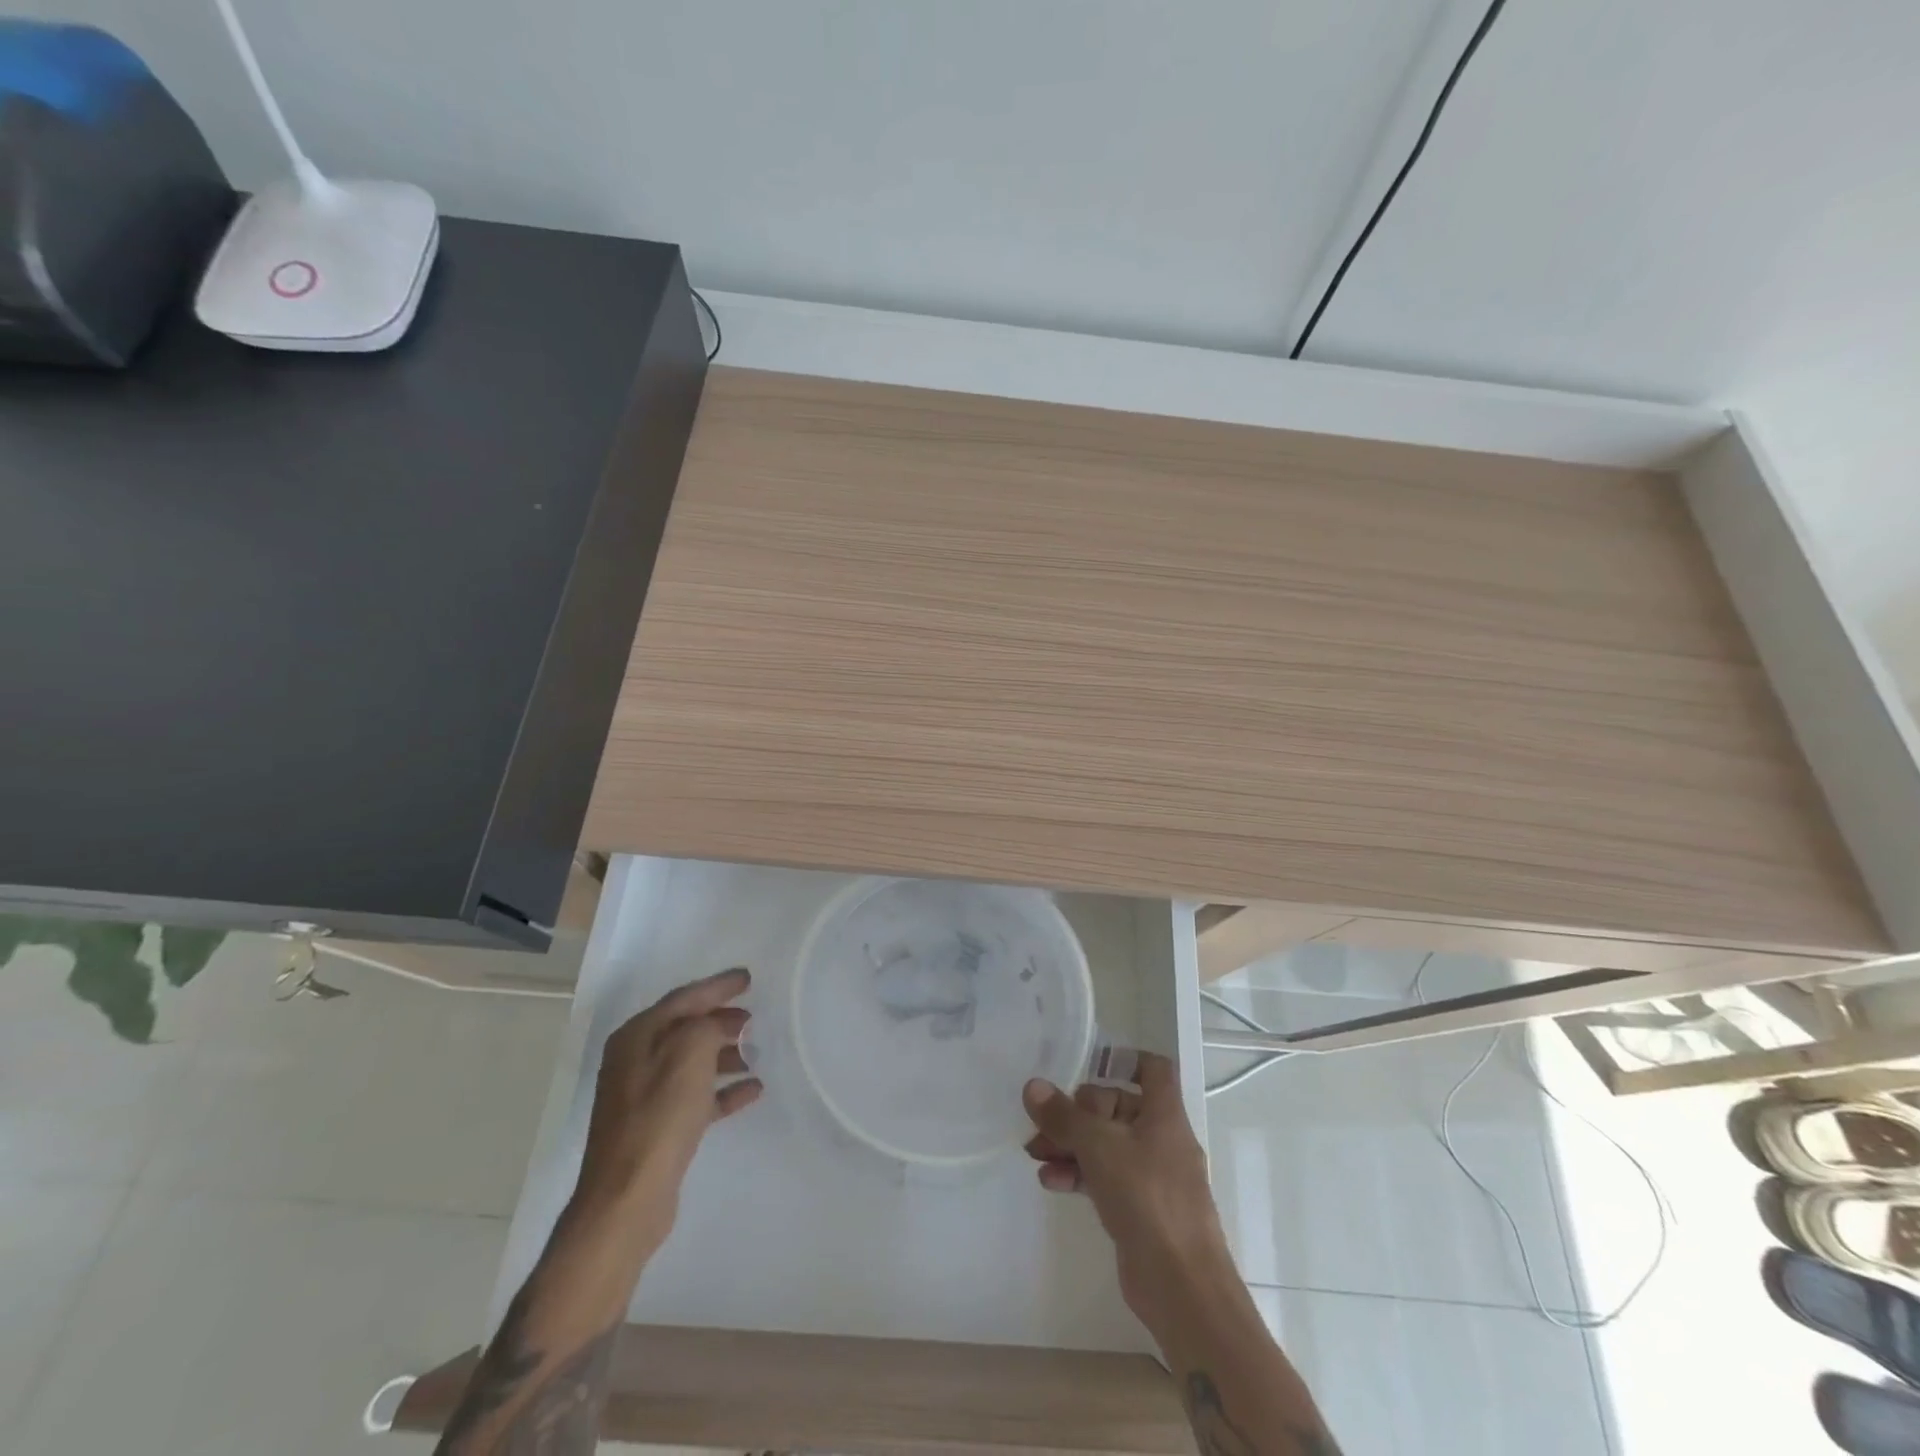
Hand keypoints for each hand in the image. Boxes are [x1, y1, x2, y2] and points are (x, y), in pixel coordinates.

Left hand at [572, 967, 761, 1254]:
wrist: (628, 1197)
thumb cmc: (659, 1116)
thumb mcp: (689, 1053)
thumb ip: (706, 1026)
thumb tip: (717, 1026)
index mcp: (637, 1036)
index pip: (683, 998)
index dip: (717, 986)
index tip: (748, 978)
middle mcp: (635, 1060)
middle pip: (686, 1028)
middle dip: (721, 1019)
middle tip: (754, 1017)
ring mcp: (644, 1095)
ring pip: (692, 1062)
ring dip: (725, 1054)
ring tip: (757, 1052)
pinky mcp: (657, 1127)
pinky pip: (696, 1096)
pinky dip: (723, 1090)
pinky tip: (753, 1089)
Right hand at [1023, 1053, 1233, 1326]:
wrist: (1182, 1286)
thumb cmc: (1147, 1197)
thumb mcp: (1098, 1147)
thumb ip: (1064, 1116)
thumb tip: (1033, 1086)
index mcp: (1164, 1114)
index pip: (1152, 1069)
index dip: (1123, 1060)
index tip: (1086, 1065)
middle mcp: (1161, 1138)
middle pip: (1117, 1107)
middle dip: (1077, 1112)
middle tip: (1043, 1122)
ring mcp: (1152, 1176)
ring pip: (1107, 1145)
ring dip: (1071, 1144)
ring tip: (1034, 1153)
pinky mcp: (1140, 1209)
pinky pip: (1105, 1177)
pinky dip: (1079, 1174)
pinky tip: (1050, 1180)